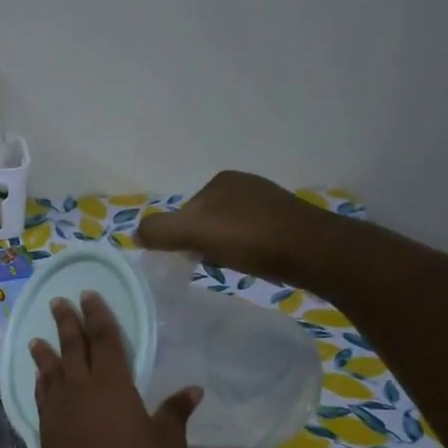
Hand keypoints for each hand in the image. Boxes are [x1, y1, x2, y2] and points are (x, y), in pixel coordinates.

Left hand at [31, 292, 198, 447]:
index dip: (97, 315)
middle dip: (67, 323)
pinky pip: (41, 396)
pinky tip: (39, 379)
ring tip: (38, 338)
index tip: (88, 295)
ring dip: (45, 352)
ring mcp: (59, 410)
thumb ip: (174, 413)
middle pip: (72, 347)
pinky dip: (40, 382)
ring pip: (50, 371)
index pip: (104, 339)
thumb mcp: (167, 443)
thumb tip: (192, 390)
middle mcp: (81, 389)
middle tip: (59, 302)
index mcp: (113, 385)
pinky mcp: (46, 430)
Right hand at [136, 171, 344, 283]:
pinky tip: (251, 263)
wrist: (311, 250)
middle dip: (201, 243)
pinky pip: (251, 237)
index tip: (187, 259)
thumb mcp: (192, 231)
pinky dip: (245, 251)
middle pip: (205, 221)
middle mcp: (244, 184)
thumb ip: (159, 230)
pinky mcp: (286, 222)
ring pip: (228, 230)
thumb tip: (136, 233)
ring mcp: (268, 202)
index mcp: (221, 181)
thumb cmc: (249, 238)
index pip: (184, 212)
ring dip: (223, 249)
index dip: (179, 238)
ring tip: (231, 266)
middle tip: (208, 265)